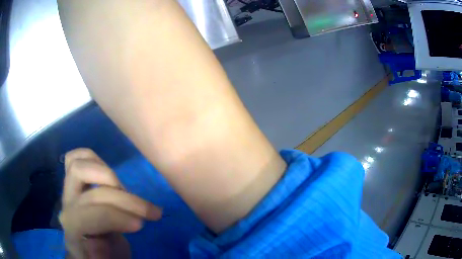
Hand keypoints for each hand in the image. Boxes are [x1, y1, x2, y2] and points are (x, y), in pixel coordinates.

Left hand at [59, 148, 161, 258]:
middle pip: (93, 193)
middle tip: (151, 212)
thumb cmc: (104, 253)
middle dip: (125, 201)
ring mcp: (67, 189)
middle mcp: (67, 207)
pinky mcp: (71, 179)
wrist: (91, 243)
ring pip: (79, 167)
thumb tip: (95, 245)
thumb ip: (102, 254)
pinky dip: (92, 160)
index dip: (116, 217)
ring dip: (108, 177)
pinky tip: (107, 176)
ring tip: (125, 192)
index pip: (91, 216)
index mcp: (74, 231)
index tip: (141, 224)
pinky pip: (75, 158)